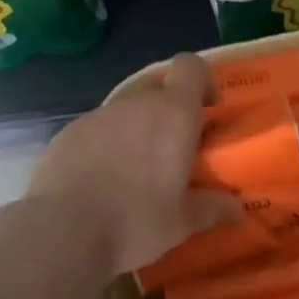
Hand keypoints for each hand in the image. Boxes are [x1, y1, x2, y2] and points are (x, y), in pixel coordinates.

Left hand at [26, 53, 242, 276]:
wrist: (62, 232)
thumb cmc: (136, 221)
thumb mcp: (182, 223)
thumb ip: (212, 208)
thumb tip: (236, 210)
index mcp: (173, 113)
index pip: (191, 66)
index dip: (202, 81)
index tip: (207, 109)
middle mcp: (137, 103)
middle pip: (160, 90)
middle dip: (170, 114)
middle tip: (174, 152)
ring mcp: (99, 114)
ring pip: (127, 111)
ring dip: (137, 130)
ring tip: (135, 172)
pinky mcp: (69, 131)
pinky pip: (98, 129)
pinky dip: (106, 145)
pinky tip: (100, 181)